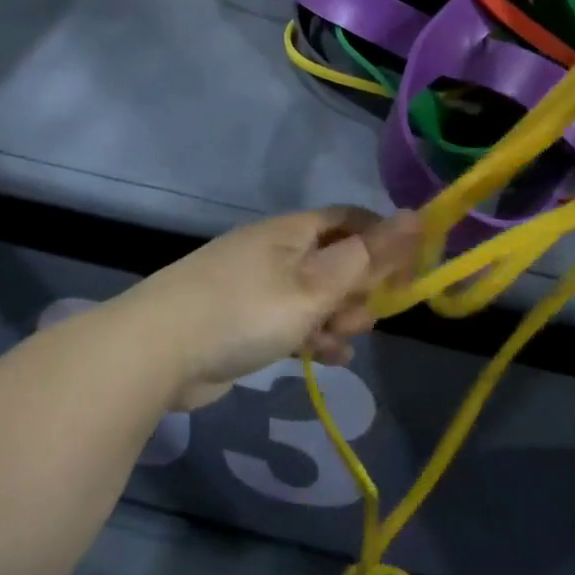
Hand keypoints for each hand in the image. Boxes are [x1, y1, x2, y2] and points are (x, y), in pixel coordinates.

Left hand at [122, 207, 420, 410]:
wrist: (157, 351)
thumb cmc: (247, 310)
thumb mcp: (317, 285)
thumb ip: (369, 255)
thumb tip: (418, 215)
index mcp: (293, 231)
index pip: (351, 219)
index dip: (383, 241)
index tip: (407, 273)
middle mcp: (276, 250)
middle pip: (335, 259)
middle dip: (359, 287)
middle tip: (366, 318)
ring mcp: (256, 284)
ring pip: (315, 294)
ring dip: (337, 316)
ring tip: (342, 342)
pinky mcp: (242, 319)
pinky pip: (290, 320)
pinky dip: (311, 335)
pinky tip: (328, 359)